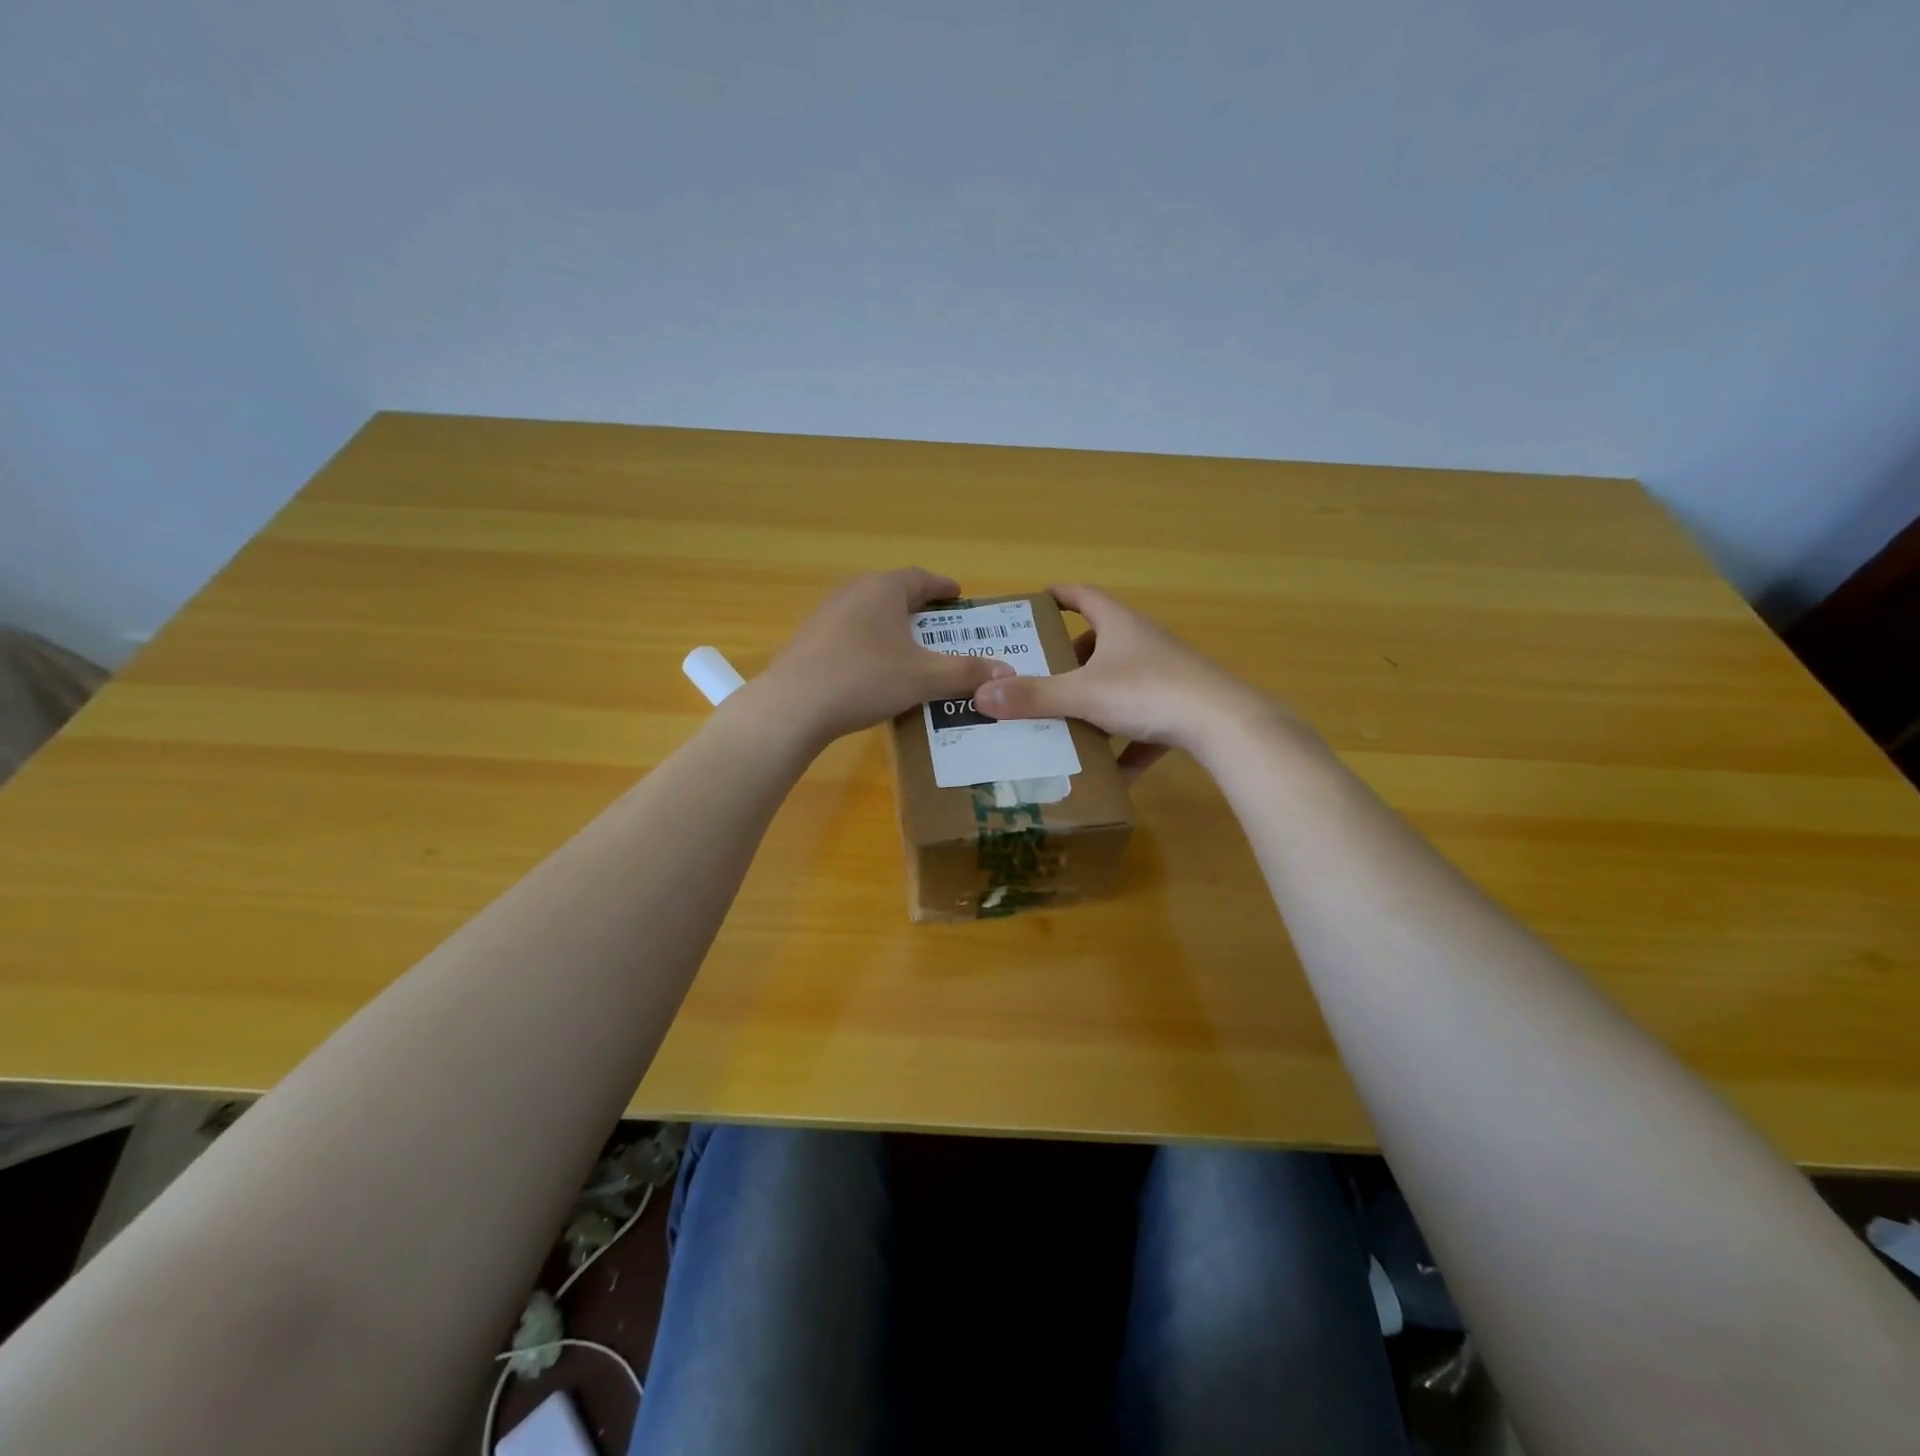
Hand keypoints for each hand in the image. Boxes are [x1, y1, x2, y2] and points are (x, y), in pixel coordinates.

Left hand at [750, 568, 1013, 749]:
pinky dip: (872, 643)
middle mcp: (854, 591)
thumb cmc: (864, 679)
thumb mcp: (924, 677)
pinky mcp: (810, 639)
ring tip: (913, 649)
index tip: (959, 597)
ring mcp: (827, 614)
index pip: (922, 578)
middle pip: (895, 593)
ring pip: (871, 613)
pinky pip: (852, 633)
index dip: (944, 588)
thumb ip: (966, 673)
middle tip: (942, 627)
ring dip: (894, 626)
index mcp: (883, 588)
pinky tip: (877, 669)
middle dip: (920, 608)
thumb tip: (1008, 673)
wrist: (793, 706)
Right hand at [973, 584, 1281, 776]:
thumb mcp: (1083, 694)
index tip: (1039, 600)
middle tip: (1042, 673)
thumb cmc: (1147, 692)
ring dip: (1097, 700)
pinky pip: (1146, 723)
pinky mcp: (1183, 709)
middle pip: (1103, 641)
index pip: (1085, 598)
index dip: (1061, 596)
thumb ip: (1034, 696)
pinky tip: (1111, 773)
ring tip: (1067, 720)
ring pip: (1123, 683)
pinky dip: (1127, 744)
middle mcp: (1144, 644)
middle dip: (1072, 657)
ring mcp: (1167, 676)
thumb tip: (980, 694)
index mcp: (1120, 626)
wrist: (1222, 724)